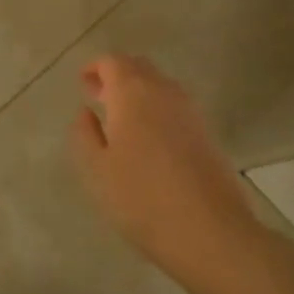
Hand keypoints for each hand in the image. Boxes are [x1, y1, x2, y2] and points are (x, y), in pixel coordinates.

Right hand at [69, 54, 258, 284]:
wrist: (211, 232)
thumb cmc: (142, 199)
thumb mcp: (97, 170)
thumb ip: (85, 134)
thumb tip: (85, 112)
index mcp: (132, 92)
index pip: (112, 61)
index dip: (95, 67)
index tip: (82, 83)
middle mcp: (163, 91)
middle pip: (138, 67)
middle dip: (117, 76)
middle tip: (98, 97)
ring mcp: (190, 111)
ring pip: (159, 85)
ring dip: (138, 92)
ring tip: (121, 119)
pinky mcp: (207, 132)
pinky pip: (175, 106)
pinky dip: (157, 109)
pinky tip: (149, 139)